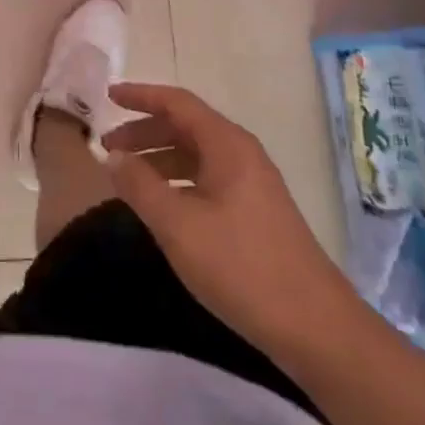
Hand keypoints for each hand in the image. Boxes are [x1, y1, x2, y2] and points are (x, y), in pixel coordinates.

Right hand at [100, 83, 357, 361]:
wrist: (316, 328)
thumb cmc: (241, 267)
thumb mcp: (178, 225)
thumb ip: (140, 185)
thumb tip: (115, 157)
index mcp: (226, 144)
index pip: (177, 103)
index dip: (140, 96)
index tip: (108, 97)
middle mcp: (241, 154)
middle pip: (185, 126)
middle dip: (144, 132)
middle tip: (108, 147)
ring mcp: (252, 184)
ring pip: (196, 155)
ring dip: (159, 159)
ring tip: (126, 177)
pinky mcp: (256, 212)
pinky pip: (207, 179)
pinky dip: (177, 181)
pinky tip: (161, 205)